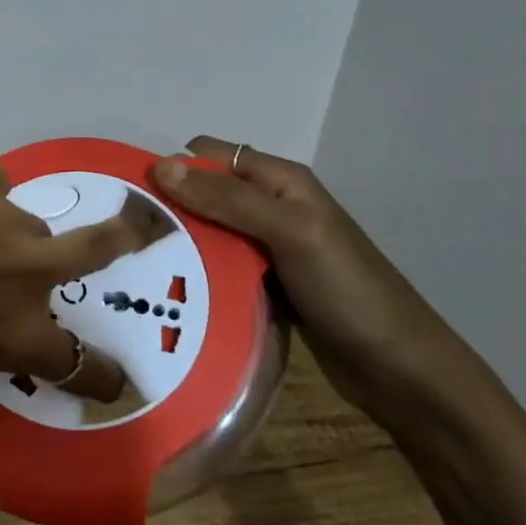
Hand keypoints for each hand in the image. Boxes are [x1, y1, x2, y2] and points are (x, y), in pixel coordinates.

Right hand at [151, 137, 487, 427]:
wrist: (399, 369)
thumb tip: (160, 165)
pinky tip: (167, 288)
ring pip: (207, 232)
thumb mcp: (290, 232)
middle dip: (168, 207)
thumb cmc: (348, 290)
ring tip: (135, 264)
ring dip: (178, 242)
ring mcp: (267, 248)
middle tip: (126, 237)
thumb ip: (228, 198)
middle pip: (204, 193)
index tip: (129, 198)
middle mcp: (270, 206)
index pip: (209, 155)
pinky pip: (218, 266)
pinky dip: (195, 271)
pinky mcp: (264, 284)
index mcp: (279, 180)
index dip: (172, 168)